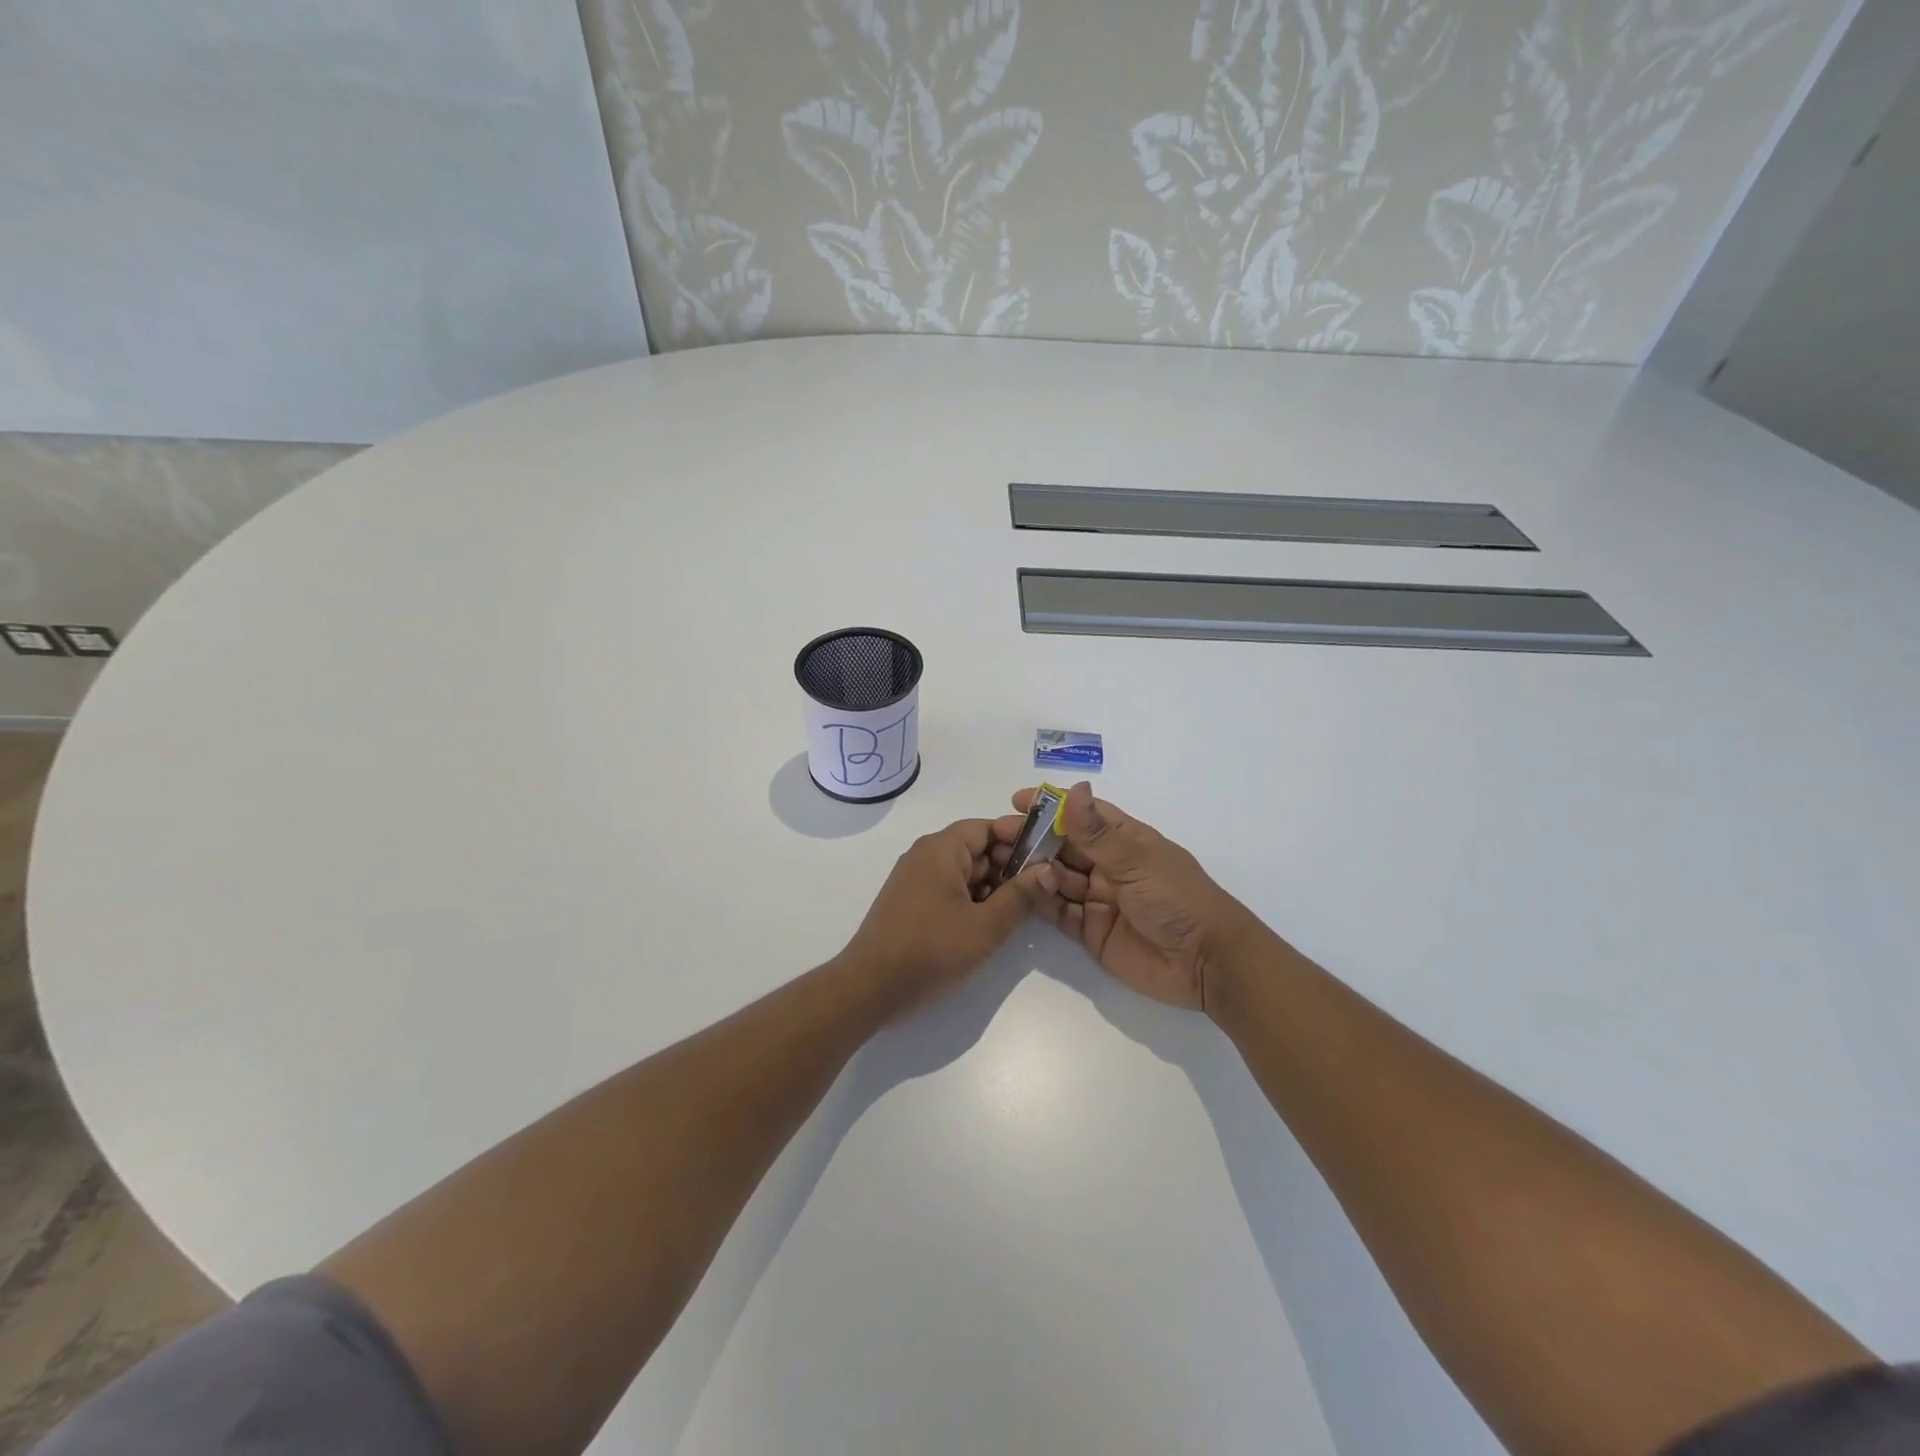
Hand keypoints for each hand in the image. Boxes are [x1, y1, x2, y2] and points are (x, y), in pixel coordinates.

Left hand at [843, 818, 1049, 1017]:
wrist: (871, 988)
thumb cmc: (931, 949)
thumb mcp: (985, 925)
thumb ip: (1020, 896)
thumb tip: (1049, 870)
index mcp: (941, 849)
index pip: (987, 827)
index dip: (1019, 839)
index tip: (1048, 858)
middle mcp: (926, 856)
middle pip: (977, 849)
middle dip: (1009, 868)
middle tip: (1040, 892)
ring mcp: (916, 881)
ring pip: (965, 874)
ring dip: (993, 889)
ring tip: (1020, 913)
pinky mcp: (912, 905)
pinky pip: (950, 892)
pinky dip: (972, 902)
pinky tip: (990, 926)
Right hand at [996, 783, 1257, 1012]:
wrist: (1206, 963)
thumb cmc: (1177, 898)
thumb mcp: (1136, 860)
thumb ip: (1096, 832)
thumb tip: (1071, 789)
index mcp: (1124, 840)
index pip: (1082, 814)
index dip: (1050, 806)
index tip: (1016, 801)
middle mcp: (1108, 865)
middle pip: (1063, 846)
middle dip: (1032, 839)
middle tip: (996, 836)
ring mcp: (1098, 898)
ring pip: (1056, 878)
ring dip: (1031, 869)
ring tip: (998, 863)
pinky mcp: (1090, 931)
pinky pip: (1059, 912)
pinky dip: (1039, 901)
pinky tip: (1018, 892)